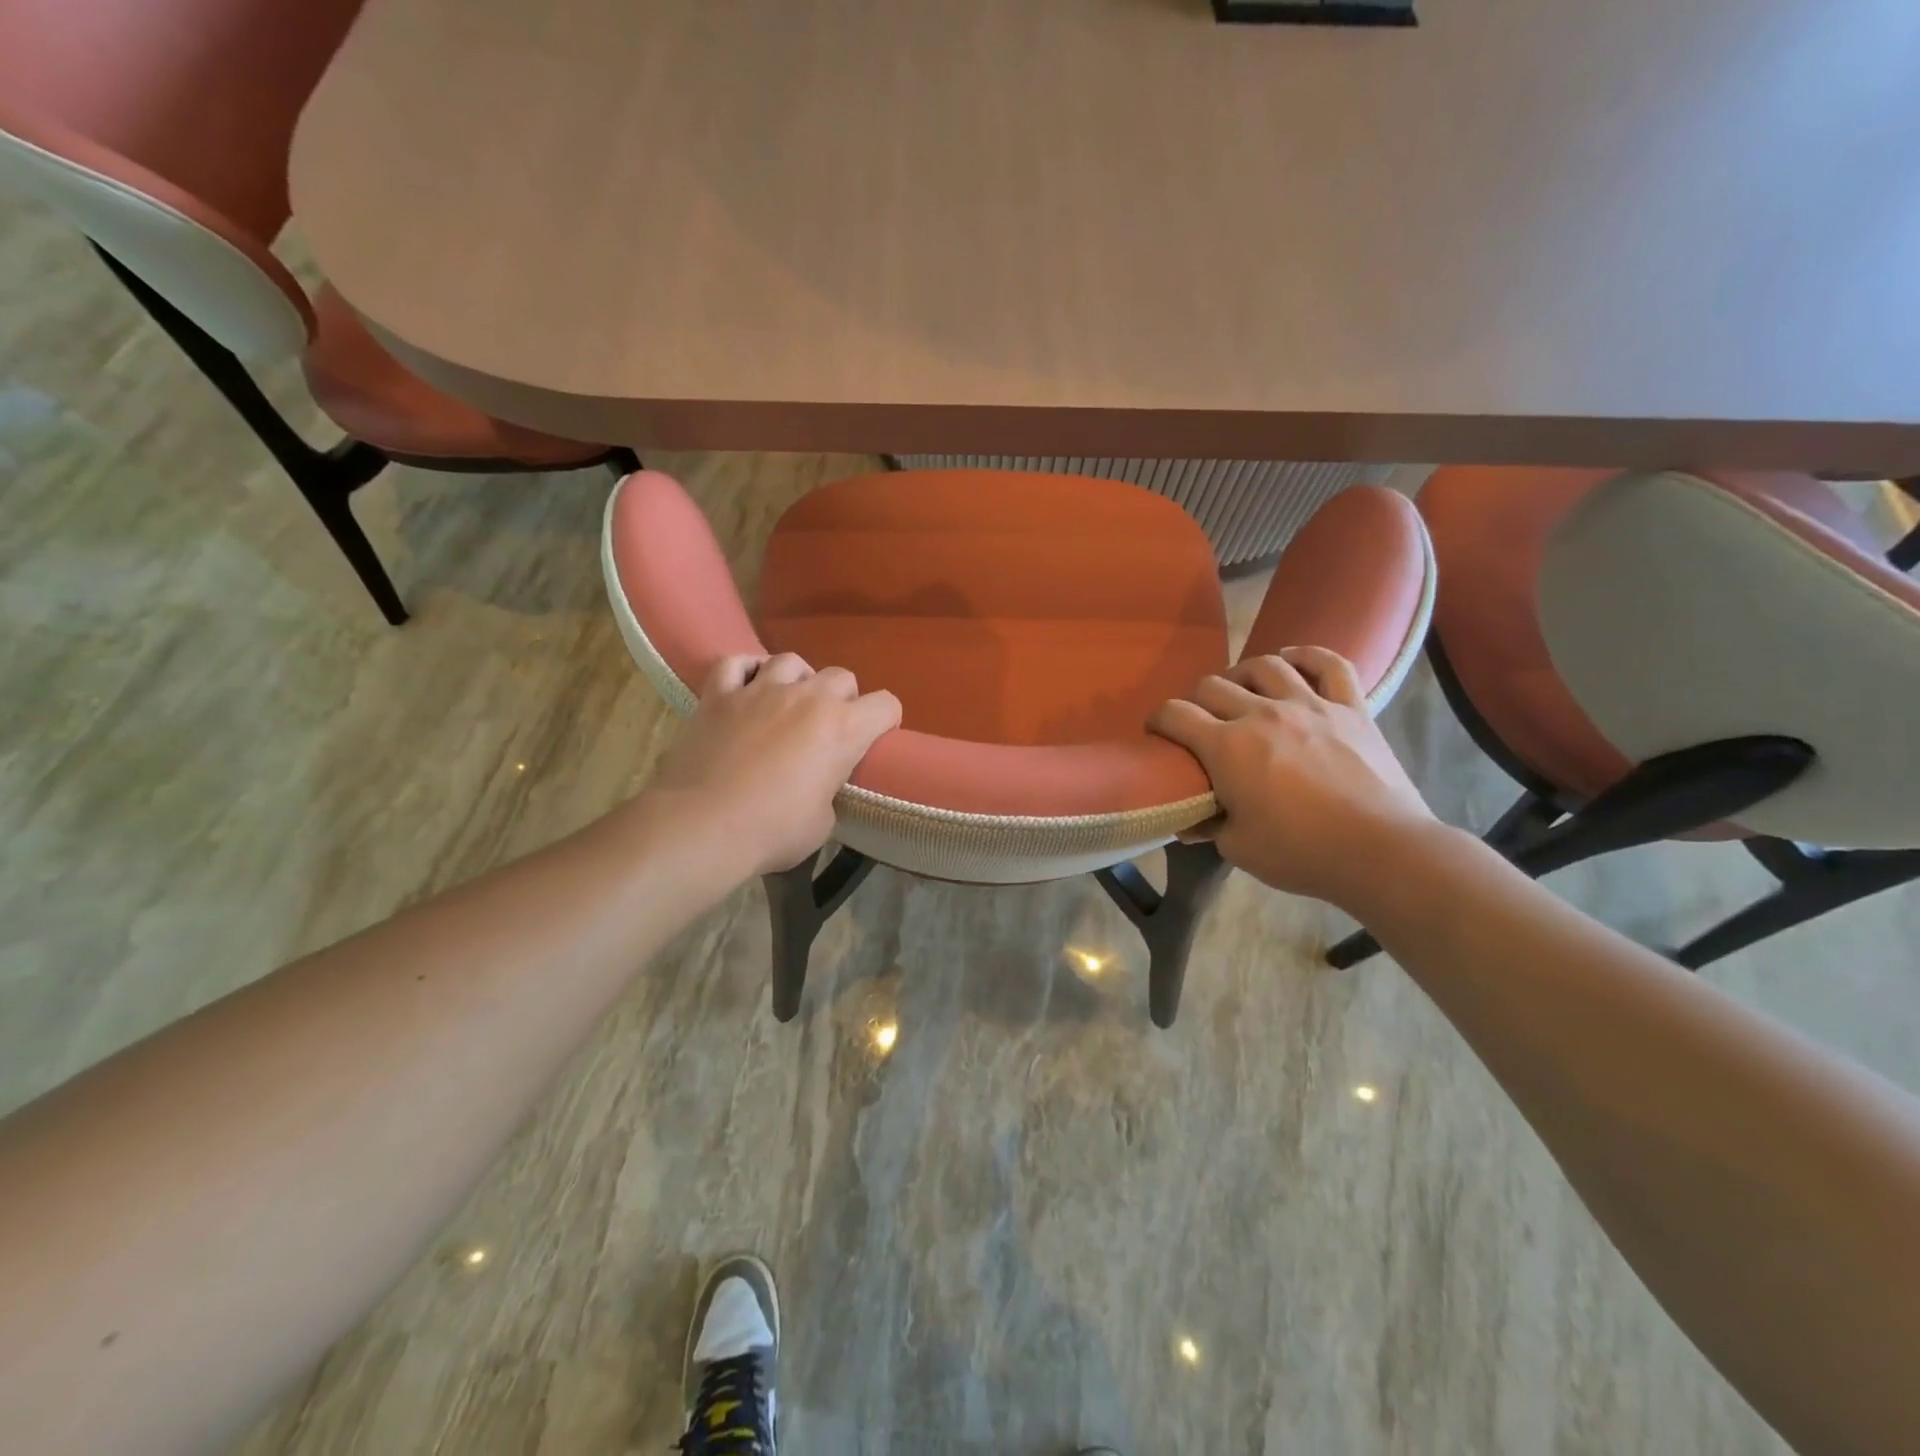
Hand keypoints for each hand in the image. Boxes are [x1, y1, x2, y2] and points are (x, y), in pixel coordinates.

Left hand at [647, 654, 901, 877]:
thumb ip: (828, 791)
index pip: (886, 705)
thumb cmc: (773, 831)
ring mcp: (760, 690)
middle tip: (828, 725)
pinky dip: (744, 671)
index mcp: (843, 729)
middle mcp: (808, 697)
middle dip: (842, 697)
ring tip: (788, 700)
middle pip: (841, 676)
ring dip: (797, 678)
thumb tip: (816, 788)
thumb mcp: (822, 822)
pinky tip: (745, 685)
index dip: (886, 720)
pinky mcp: (719, 695)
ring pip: (790, 661)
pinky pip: (734, 664)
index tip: (876, 737)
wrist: (704, 825)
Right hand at [1149, 647, 1435, 911]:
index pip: (1175, 714)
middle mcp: (1262, 714)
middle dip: (1195, 701)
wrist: (1382, 850)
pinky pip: (1329, 664)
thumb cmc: (1302, 852)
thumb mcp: (1238, 848)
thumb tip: (1187, 821)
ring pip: (1265, 665)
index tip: (1158, 733)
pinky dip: (1308, 656)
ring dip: (1243, 675)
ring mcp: (1310, 705)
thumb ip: (1207, 827)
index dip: (1158, 720)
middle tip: (1200, 723)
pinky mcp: (1350, 707)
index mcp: (1227, 747)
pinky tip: (1293, 661)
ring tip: (1243, 692)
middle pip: (1213, 685)